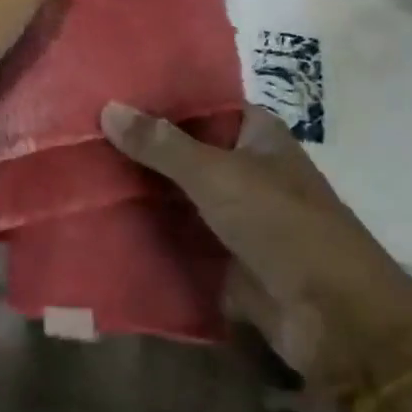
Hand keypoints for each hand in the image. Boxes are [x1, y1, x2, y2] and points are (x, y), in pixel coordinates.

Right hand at [100, 102, 411, 395]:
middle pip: (183, 150)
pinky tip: (99, 221)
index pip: (199, 103)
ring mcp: (234, 214)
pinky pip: (179, 236)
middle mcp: (245, 167)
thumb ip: (163, 144)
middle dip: (138, 147)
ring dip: (138, 190)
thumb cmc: (283, 226)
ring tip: (77, 172)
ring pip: (177, 194)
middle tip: (78, 133)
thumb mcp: (219, 176)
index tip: (106, 92)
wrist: (335, 319)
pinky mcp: (224, 256)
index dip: (156, 98)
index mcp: (256, 134)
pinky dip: (148, 231)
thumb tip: (109, 108)